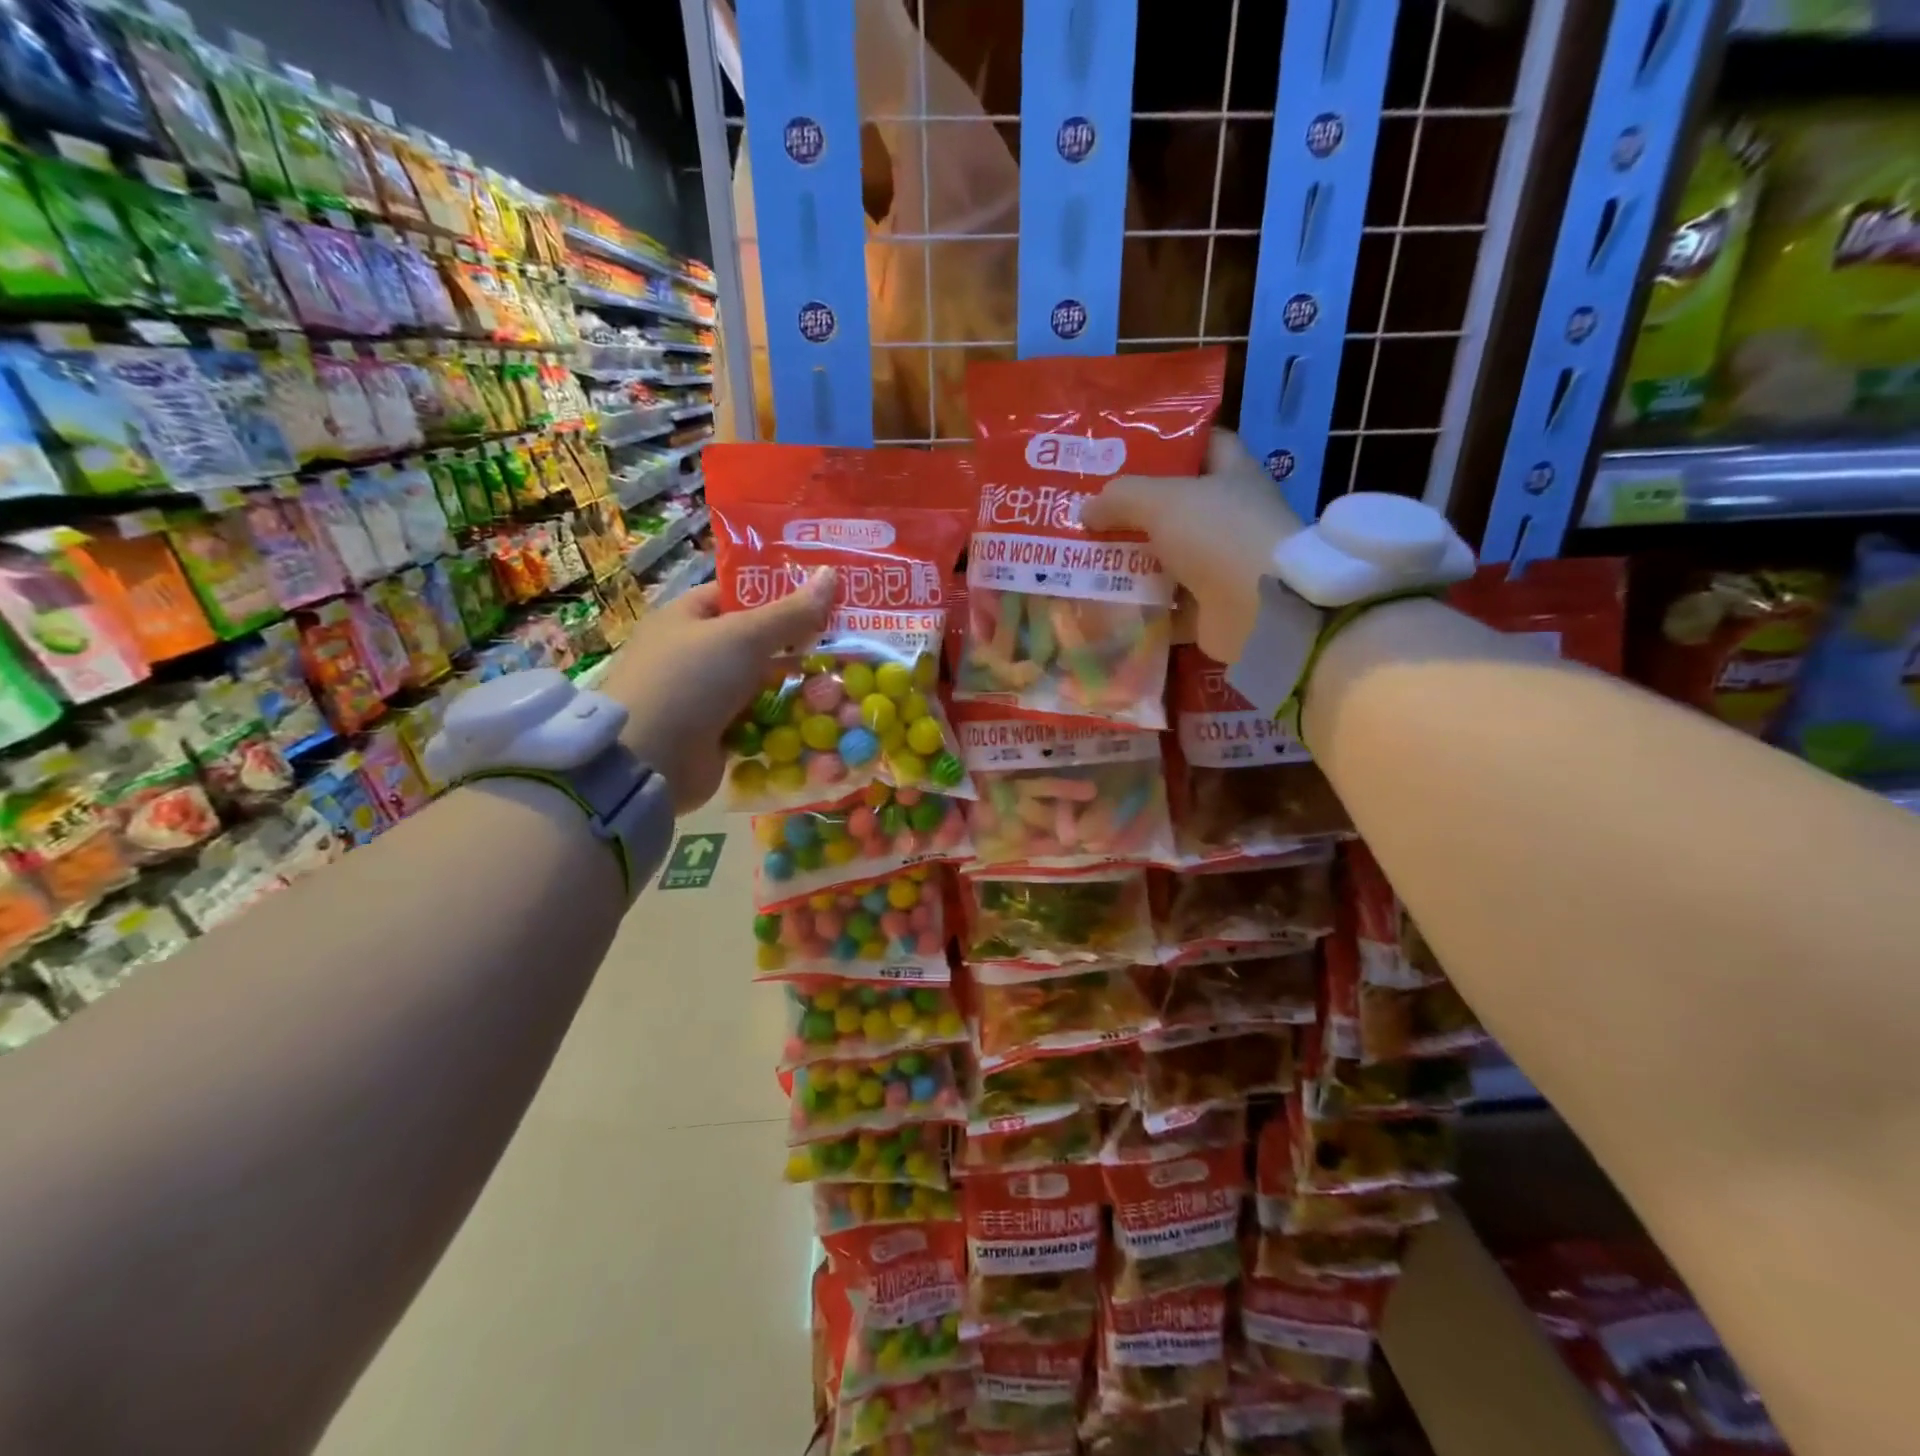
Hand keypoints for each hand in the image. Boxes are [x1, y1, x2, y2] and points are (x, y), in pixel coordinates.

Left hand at [600, 569, 836, 812]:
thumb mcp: (744, 636)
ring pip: (761, 684)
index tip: (825, 597)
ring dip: (797, 686)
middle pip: (755, 642)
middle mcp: (693, 654)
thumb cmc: (691, 680)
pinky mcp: (716, 735)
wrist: (649, 761)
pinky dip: (786, 721)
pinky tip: (822, 718)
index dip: (780, 593)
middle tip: (847, 642)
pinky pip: (759, 721)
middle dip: (798, 644)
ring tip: (845, 683)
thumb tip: (831, 574)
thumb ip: (790, 612)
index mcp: (687, 617)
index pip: (738, 594)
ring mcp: (704, 698)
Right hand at [1081, 430, 1303, 664]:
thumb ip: (1121, 497)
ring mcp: (1220, 566)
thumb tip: (1086, 509)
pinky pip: (1164, 603)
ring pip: (1165, 557)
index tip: (1124, 451)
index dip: (1168, 443)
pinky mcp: (1208, 608)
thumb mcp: (1163, 500)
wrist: (1257, 610)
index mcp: (1234, 476)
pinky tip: (1101, 600)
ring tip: (1084, 556)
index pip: (1204, 445)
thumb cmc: (1217, 535)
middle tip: (1088, 510)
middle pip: (1175, 507)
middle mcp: (1230, 518)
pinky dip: (1136, 604)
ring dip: (1128, 560)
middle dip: (1132, 509)